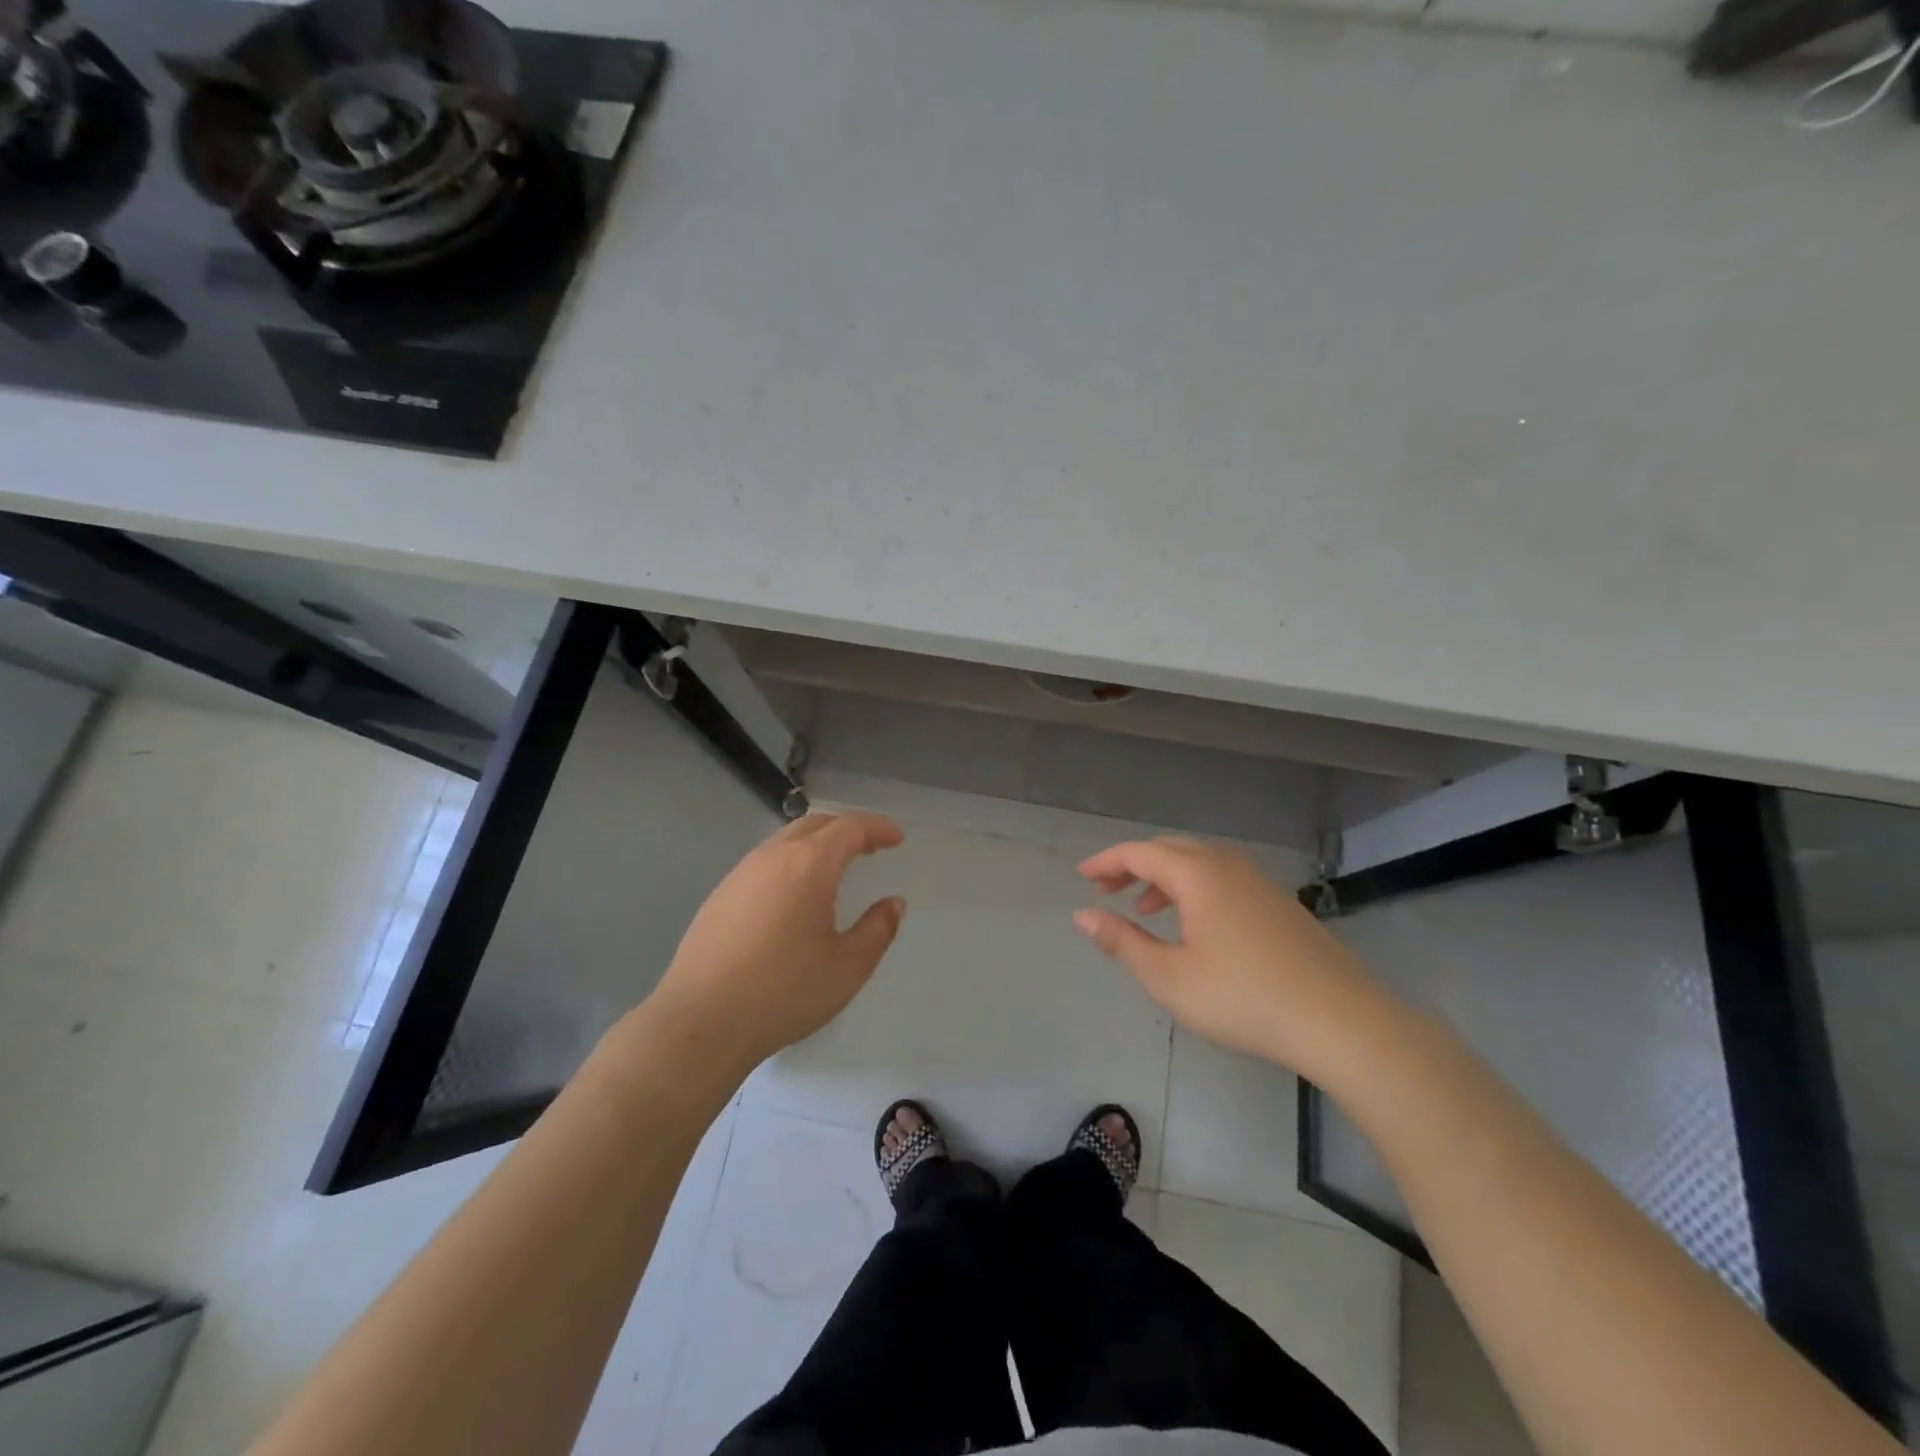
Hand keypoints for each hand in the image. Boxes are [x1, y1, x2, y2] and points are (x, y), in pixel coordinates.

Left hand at [647, 812, 906, 1075]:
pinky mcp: (719, 896)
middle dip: (847, 829)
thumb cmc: (784, 991)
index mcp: (809, 864)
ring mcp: (740, 874)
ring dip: (817, 844)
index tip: (897, 838)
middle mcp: (773, 857)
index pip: (850, 827)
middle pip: (815, 824)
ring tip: (836, 868)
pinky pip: (764, 863)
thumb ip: (878, 929)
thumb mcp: (848, 967)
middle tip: (871, 848)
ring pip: (785, 841)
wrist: (701, 1022)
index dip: (878, 828)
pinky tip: (794, 896)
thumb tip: (892, 903)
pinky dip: (791, 863)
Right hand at [1073, 837, 1382, 1075]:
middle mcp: (1228, 865)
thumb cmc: (1243, 998)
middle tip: (1106, 889)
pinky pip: (1222, 879)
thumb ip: (1121, 942)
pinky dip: (1193, 888)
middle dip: (1132, 865)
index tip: (1082, 876)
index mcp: (1198, 874)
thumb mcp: (1169, 977)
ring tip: (1142, 909)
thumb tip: (1083, 915)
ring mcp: (1259, 882)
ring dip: (1163, 878)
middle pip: (1169, 849)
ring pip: (1199, 863)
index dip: (1107, 861)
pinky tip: (1194, 925)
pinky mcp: (1279, 903)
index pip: (1140, 852)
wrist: (1340, 1021)